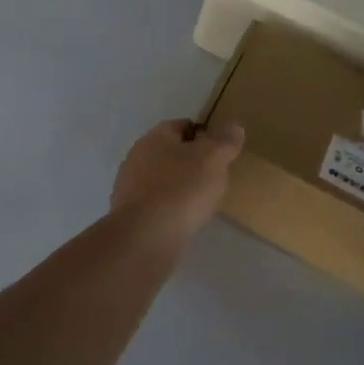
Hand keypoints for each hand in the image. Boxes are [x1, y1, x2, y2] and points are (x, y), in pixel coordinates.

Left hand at [109, 118, 243, 239]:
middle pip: (171, 152)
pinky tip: (184, 221)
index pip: (183, 125)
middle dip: (192, 162)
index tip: (221, 153)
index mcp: (155, 136)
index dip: (205, 135)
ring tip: (202, 202)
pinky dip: (170, 207)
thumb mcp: (213, 160)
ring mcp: (130, 186)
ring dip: (180, 186)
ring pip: (162, 179)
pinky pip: (156, 203)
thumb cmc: (181, 190)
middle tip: (215, 178)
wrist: (145, 239)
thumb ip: (225, 141)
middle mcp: (138, 156)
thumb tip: (234, 126)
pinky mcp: (129, 214)